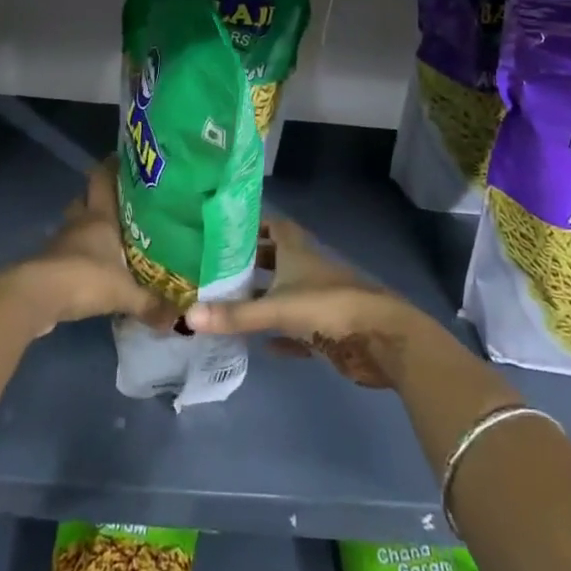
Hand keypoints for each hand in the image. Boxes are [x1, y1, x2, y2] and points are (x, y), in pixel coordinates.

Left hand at [9, 162, 171, 331]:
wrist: (36, 296)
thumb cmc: (85, 278)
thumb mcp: (125, 293)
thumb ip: (150, 304)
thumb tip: (178, 319)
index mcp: (100, 218)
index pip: (103, 180)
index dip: (111, 167)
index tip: (121, 159)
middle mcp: (79, 224)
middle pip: (85, 200)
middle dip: (98, 200)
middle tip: (120, 206)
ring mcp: (60, 243)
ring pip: (74, 226)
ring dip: (85, 230)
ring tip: (107, 239)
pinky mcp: (48, 264)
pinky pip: (66, 253)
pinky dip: (76, 256)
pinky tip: (90, 269)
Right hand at [186, 215, 424, 387]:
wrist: (382, 339)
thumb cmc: (329, 308)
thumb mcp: (278, 308)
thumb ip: (235, 315)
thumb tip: (188, 315)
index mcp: (298, 252)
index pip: (274, 226)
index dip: (253, 225)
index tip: (225, 230)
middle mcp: (308, 269)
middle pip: (276, 259)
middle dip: (251, 262)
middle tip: (216, 269)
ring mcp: (319, 300)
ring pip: (286, 293)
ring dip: (263, 298)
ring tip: (228, 304)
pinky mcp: (328, 330)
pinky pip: (298, 330)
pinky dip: (281, 335)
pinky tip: (262, 346)